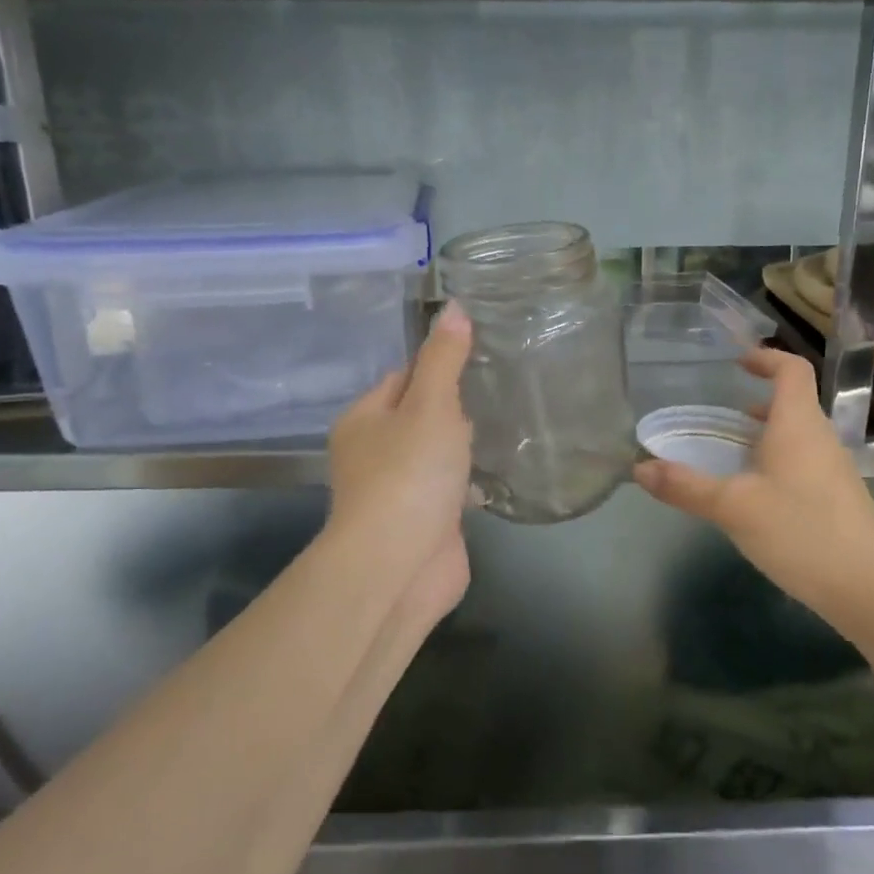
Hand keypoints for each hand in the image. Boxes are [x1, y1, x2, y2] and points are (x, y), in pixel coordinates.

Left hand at [327, 301, 474, 618]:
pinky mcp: (425, 520)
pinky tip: (500, 469)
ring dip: (464, 443)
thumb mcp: (430, 406)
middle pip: (420, 413)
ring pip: (437, 452)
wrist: (399, 566)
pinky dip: (470, 478)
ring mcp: (400, 489)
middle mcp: (375, 452)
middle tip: (502, 386)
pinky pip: (449, 487)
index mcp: (364, 419)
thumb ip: (444, 359)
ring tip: (509, 421)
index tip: (480, 354)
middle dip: (456, 405)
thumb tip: (453, 307)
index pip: (403, 376)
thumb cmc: (409, 475)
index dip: (439, 364)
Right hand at [633, 348, 873, 619]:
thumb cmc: (800, 531)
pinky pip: (802, 464)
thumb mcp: (733, 507)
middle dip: (756, 402)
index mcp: (798, 424)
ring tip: (729, 453)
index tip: (737, 363)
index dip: (766, 358)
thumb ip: (685, 486)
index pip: (792, 369)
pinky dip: (775, 463)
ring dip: (765, 435)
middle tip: (718, 414)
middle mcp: (820, 438)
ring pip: (797, 436)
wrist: (868, 587)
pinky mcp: (837, 499)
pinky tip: (754, 495)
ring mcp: (833, 469)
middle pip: (793, 403)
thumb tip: (639, 468)